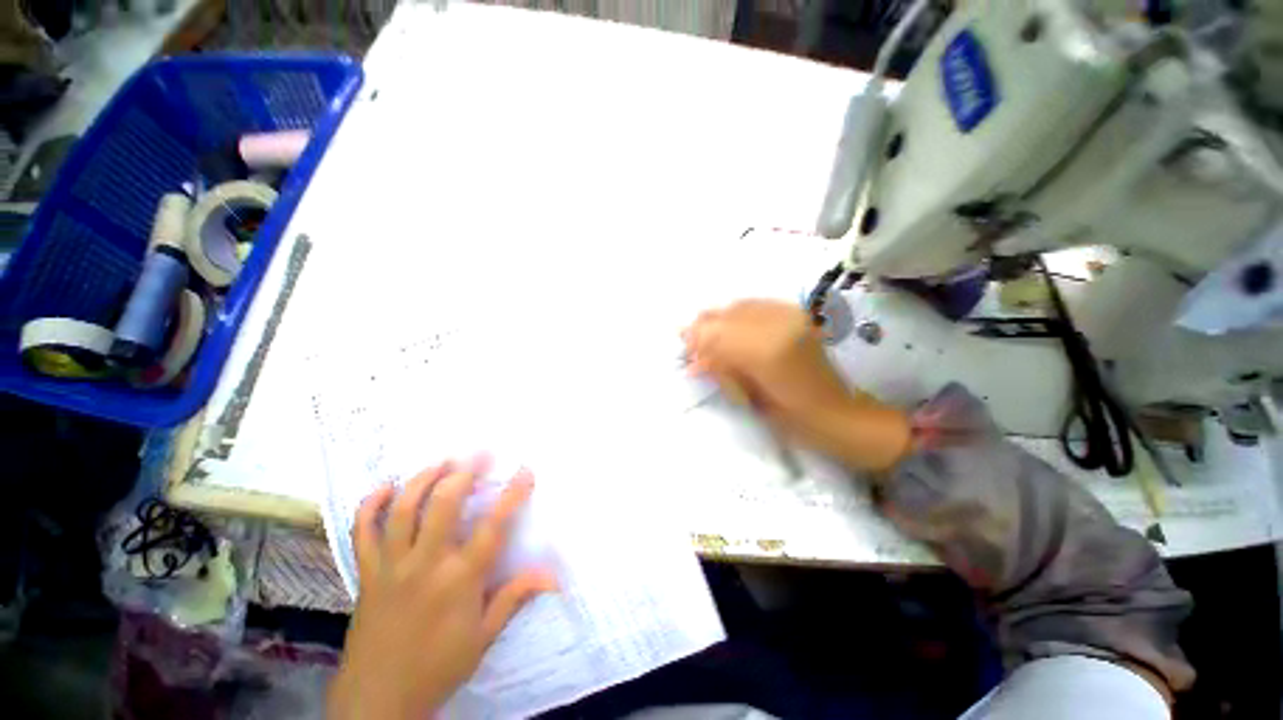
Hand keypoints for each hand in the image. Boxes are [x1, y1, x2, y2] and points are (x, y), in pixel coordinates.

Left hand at [328, 459, 557, 718]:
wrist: (378, 700)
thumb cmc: (437, 667)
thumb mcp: (483, 637)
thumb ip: (515, 598)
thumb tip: (554, 577)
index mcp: (460, 579)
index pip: (493, 526)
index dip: (512, 494)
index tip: (525, 469)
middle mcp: (426, 564)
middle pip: (444, 506)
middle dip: (464, 473)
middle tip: (479, 453)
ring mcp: (392, 566)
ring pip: (404, 511)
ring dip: (423, 480)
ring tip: (441, 461)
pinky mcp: (367, 574)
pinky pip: (362, 533)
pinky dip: (371, 505)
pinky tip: (386, 487)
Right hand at [683, 300, 911, 471]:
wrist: (840, 413)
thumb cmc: (793, 419)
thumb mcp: (749, 399)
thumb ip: (721, 371)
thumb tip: (694, 358)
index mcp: (767, 351)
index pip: (717, 333)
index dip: (696, 338)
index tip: (682, 345)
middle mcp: (779, 323)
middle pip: (727, 315)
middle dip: (705, 327)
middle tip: (692, 343)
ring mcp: (791, 315)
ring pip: (740, 307)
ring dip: (720, 321)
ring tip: (711, 338)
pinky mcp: (797, 315)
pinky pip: (756, 306)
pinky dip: (738, 316)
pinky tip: (734, 330)